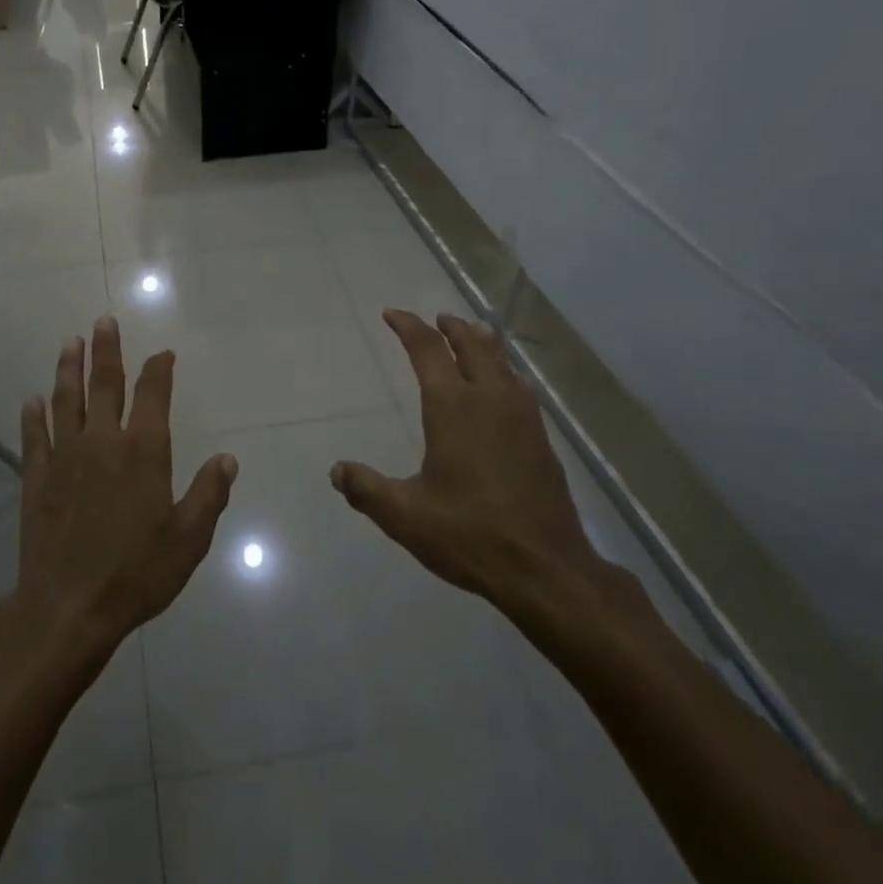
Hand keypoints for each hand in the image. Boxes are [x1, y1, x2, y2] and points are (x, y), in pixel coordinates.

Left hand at [12, 318, 236, 667]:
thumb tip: (227, 459)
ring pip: (66, 400)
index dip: (159, 369)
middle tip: (104, 321)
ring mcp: (64, 457)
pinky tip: (32, 400)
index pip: (152, 395)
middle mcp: (102, 441)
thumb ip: (208, 494)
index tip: (163, 354)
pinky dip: (33, 415)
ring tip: (72, 342)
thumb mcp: (188, 539)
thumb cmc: (136, 573)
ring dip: (69, 368)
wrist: (69, 606)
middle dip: (108, 350)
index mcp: (143, 451)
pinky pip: (34, 436)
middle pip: (105, 384)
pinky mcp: (36, 478)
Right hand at [332, 311, 621, 636]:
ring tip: (472, 338)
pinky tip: (506, 387)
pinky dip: (505, 372)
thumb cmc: (469, 534)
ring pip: (502, 363)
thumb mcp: (404, 516)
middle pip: (473, 345)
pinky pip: (520, 388)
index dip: (409, 327)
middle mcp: (490, 401)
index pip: (428, 351)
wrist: (546, 569)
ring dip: (483, 344)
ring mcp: (522, 418)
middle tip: (438, 319)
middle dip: (452, 327)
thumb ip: (366, 489)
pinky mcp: (541, 440)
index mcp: (453, 408)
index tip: (392, 314)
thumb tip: (336, 470)